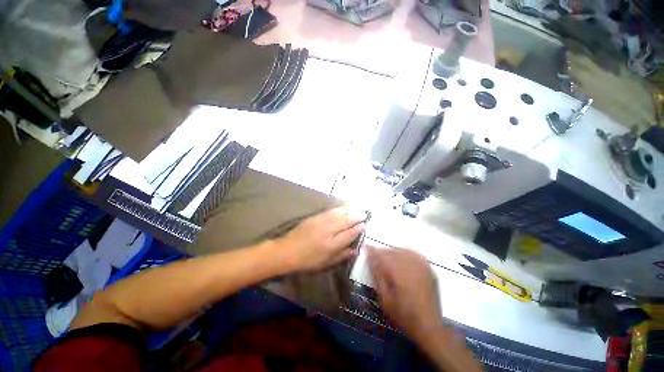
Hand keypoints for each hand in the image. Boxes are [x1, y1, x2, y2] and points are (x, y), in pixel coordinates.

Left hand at [274, 207, 366, 272]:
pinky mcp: (315, 217)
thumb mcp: (325, 264)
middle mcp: (328, 231)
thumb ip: (342, 256)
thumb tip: (356, 250)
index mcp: (331, 245)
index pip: (349, 234)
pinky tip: (344, 207)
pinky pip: (330, 211)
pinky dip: (339, 209)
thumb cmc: (307, 261)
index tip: (364, 225)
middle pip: (346, 221)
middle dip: (356, 217)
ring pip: (339, 214)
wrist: (287, 251)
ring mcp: (321, 222)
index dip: (358, 229)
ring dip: (350, 210)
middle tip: (364, 214)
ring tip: (358, 208)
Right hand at [368, 247, 441, 341]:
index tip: (365, 248)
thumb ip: (377, 275)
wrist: (429, 327)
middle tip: (374, 256)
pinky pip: (413, 253)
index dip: (372, 251)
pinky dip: (404, 252)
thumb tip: (370, 258)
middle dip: (381, 252)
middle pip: (391, 251)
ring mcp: (421, 265)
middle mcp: (411, 264)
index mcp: (398, 272)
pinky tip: (400, 257)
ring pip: (401, 250)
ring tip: (386, 258)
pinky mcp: (428, 268)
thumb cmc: (403, 315)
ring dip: (391, 252)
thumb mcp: (384, 298)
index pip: (381, 255)